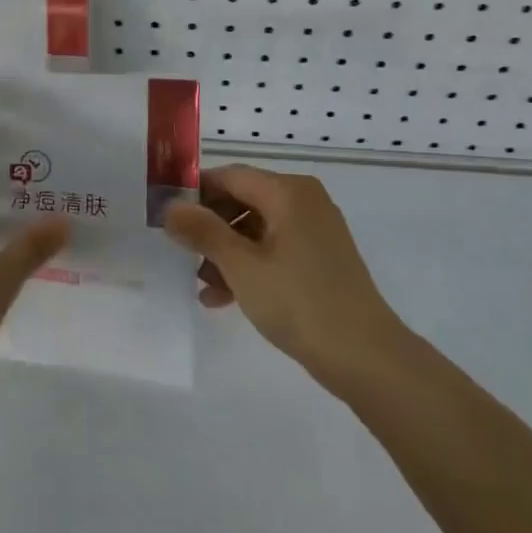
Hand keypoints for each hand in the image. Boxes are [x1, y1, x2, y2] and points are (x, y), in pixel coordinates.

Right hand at [163, 164, 402, 390]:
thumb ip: (202, 231)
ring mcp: (315, 231)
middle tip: (182, 254)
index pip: (230, 176)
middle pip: (242, 200)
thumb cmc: (299, 302)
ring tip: (203, 285)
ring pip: (255, 229)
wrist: (365, 356)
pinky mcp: (320, 259)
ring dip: (225, 252)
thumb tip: (170, 207)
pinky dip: (248, 266)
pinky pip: (273, 250)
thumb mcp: (241, 266)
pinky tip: (223, 298)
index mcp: (288, 192)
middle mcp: (304, 202)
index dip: (195, 192)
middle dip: (210, 227)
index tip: (166, 216)